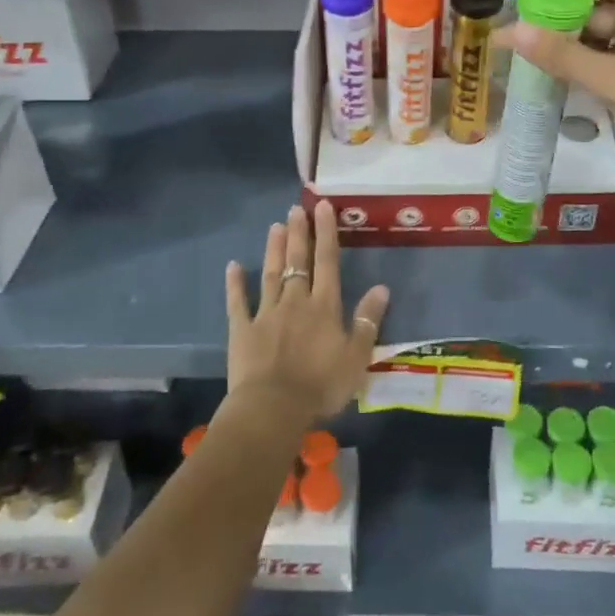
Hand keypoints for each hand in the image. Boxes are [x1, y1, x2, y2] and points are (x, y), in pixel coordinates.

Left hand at [225, 200, 389, 421]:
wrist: (274, 408)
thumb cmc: (321, 385)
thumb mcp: (357, 356)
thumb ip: (368, 320)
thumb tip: (381, 287)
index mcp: (324, 307)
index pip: (327, 262)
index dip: (326, 233)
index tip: (323, 207)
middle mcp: (296, 302)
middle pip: (298, 262)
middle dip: (299, 233)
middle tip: (296, 208)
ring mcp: (266, 313)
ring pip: (271, 275)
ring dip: (274, 250)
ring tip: (275, 226)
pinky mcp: (242, 330)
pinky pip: (238, 302)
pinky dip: (235, 284)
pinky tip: (232, 266)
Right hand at [492, 0, 614, 186]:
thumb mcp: (614, 82)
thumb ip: (562, 55)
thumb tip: (510, 31)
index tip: (527, 8)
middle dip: (558, 15)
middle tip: (520, 40)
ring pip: (603, 27)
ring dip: (570, 41)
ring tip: (532, 60)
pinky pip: (613, 51)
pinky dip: (587, 60)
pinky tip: (562, 78)